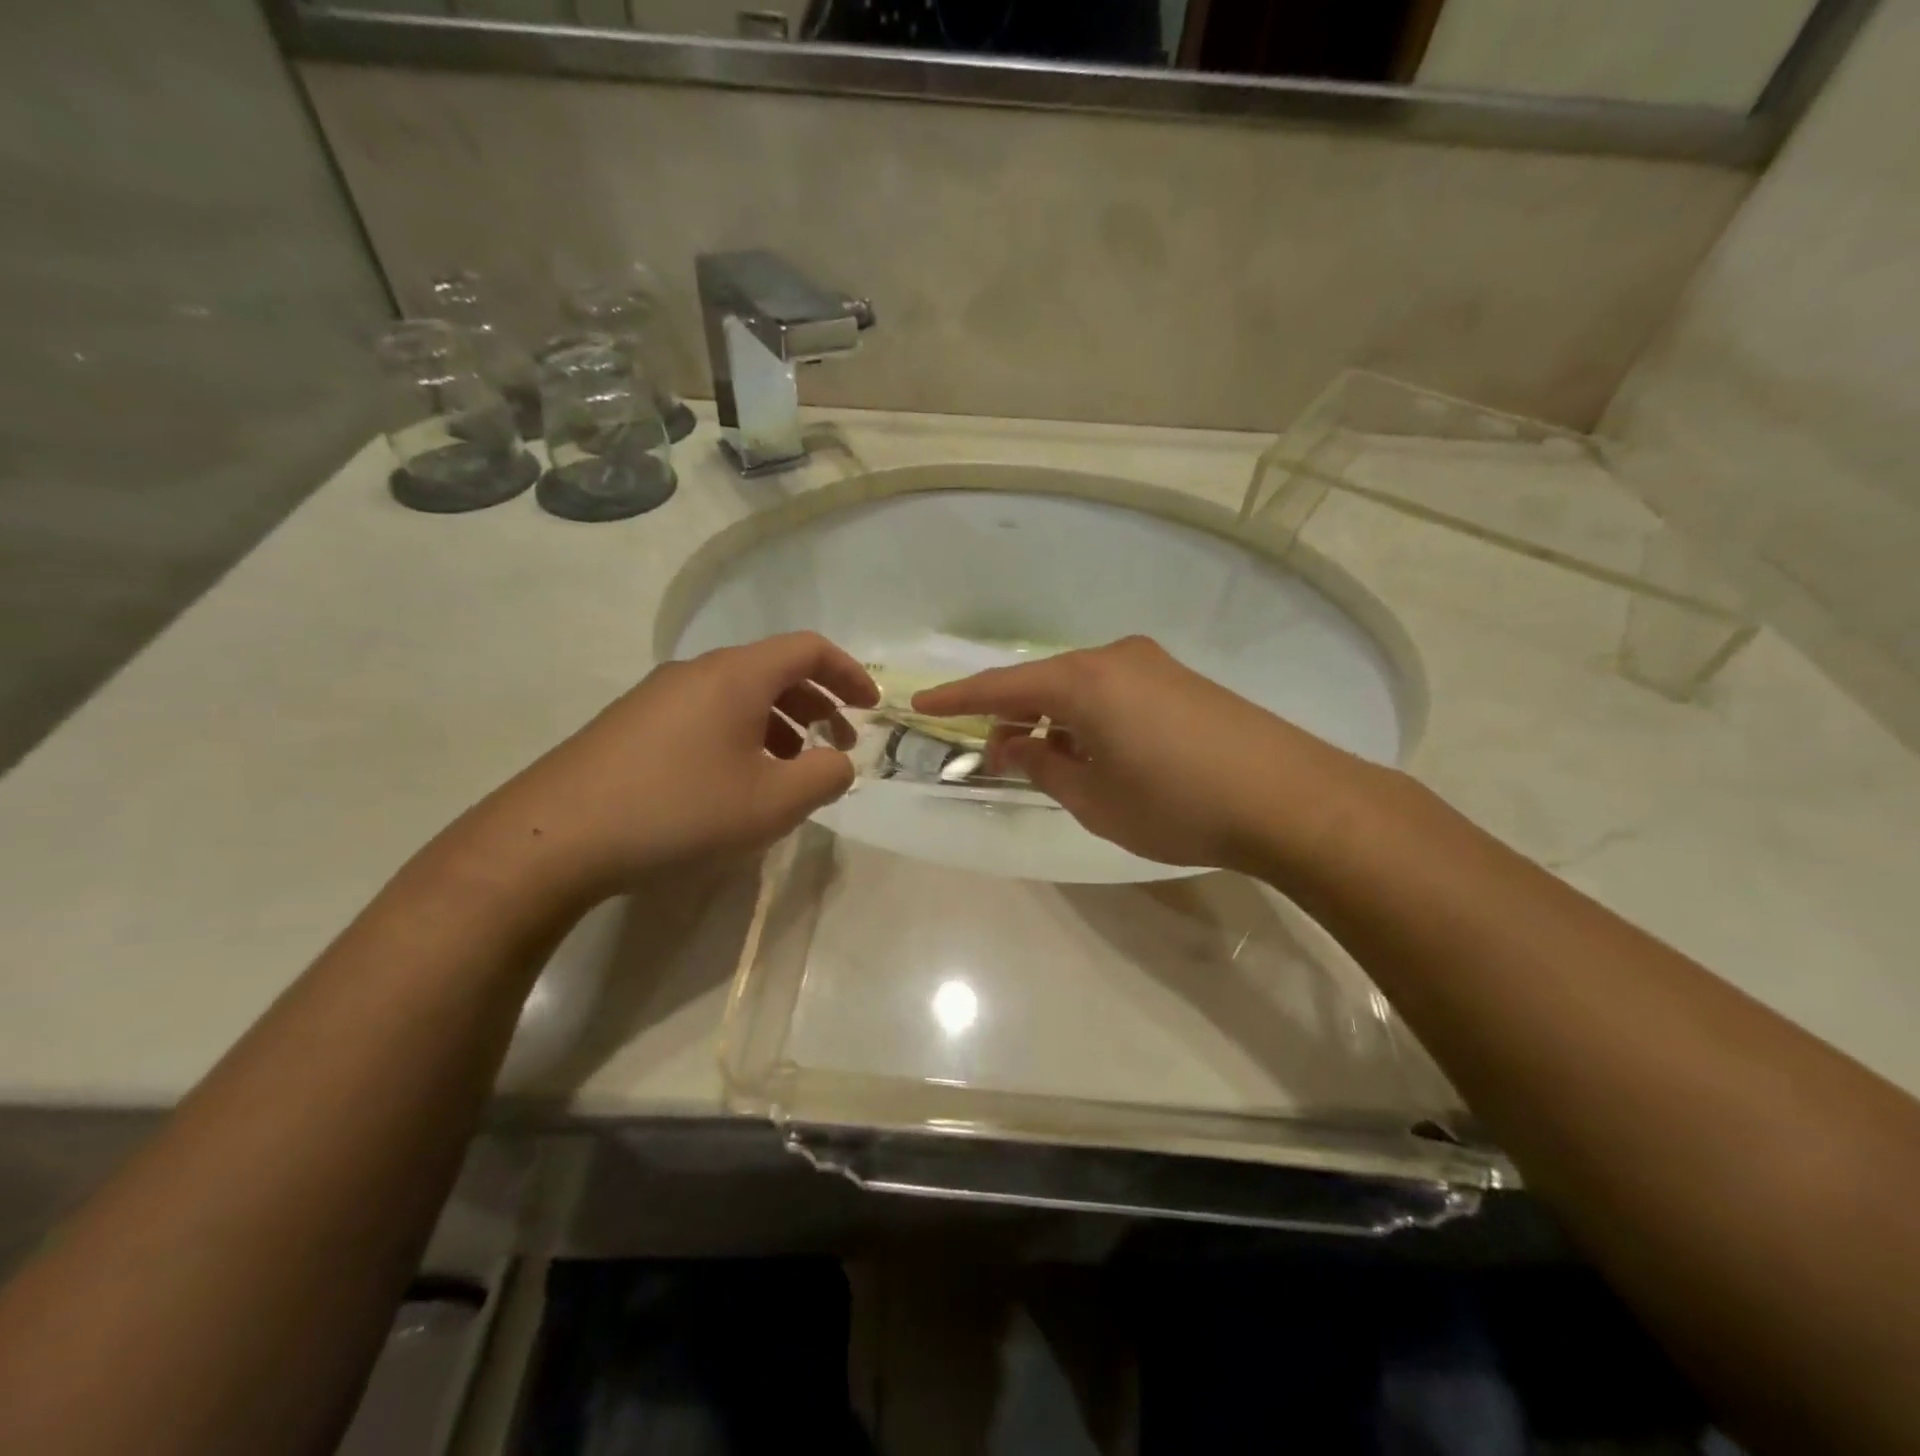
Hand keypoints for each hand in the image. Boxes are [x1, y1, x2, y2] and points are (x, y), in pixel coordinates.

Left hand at [466, 632, 876, 899]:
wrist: (554, 837)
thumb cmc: (679, 811)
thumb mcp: (772, 803)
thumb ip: (824, 777)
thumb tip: (838, 761)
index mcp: (736, 675)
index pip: (809, 649)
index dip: (849, 673)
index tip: (871, 707)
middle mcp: (697, 672)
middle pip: (774, 670)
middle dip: (818, 703)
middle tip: (838, 745)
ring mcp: (658, 696)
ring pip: (739, 695)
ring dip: (780, 723)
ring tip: (792, 769)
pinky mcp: (633, 725)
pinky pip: (706, 715)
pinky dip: (741, 735)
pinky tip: (736, 781)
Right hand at [912, 635, 1381, 875]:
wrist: (1290, 798)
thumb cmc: (1177, 803)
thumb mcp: (1094, 798)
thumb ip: (1042, 765)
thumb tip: (1009, 744)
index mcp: (1084, 681)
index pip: (1002, 686)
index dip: (958, 698)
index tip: (921, 703)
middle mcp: (1115, 658)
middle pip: (1043, 682)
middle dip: (1012, 715)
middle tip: (995, 756)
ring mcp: (1154, 666)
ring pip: (1080, 687)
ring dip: (1053, 718)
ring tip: (1046, 760)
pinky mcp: (1182, 682)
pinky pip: (1114, 691)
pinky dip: (1089, 717)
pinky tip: (1096, 751)